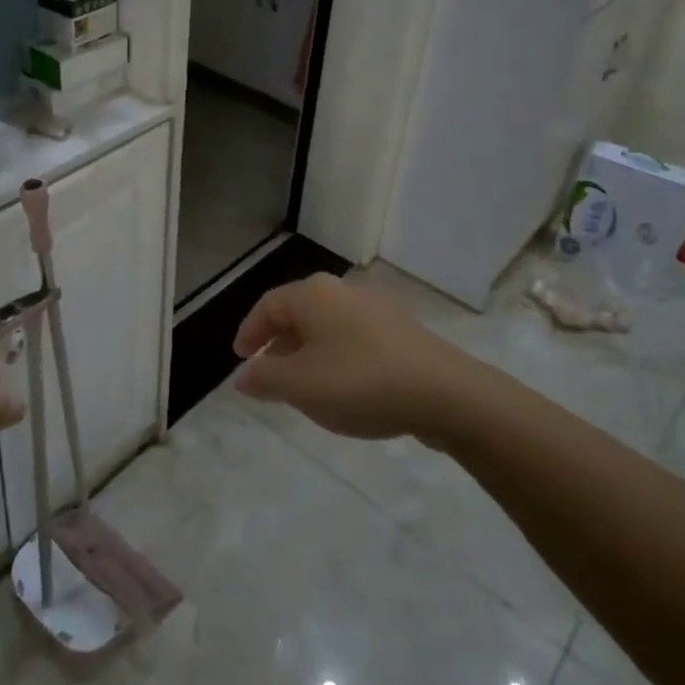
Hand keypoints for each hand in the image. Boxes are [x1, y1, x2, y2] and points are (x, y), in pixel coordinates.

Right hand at [232, 274, 477, 442]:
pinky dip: (335, 356)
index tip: (240, 358)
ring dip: (306, 352)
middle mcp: (342, 291)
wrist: (445, 394)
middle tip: (267, 374)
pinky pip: (352, 337)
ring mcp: (375, 308)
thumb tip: (242, 374)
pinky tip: (342, 387)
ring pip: (326, 326)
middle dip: (278, 343)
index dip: (249, 331)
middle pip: (298, 312)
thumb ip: (265, 378)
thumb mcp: (301, 386)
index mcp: (313, 295)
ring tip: (303, 386)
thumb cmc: (360, 382)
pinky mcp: (400, 330)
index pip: (268, 305)